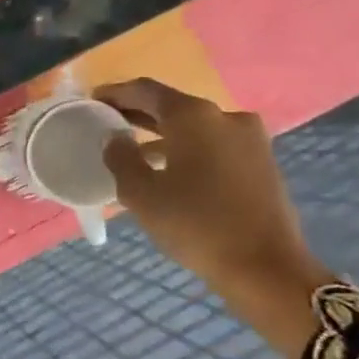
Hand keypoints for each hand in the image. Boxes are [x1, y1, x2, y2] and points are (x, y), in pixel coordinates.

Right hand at [93, 79, 331, 358]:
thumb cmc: (195, 224)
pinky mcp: (261, 162)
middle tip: (108, 122)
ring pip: (195, 127)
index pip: (145, 90)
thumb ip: (120, 157)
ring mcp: (249, 139)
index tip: (92, 100)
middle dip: (138, 113)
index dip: (116, 93)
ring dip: (162, 133)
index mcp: (193, 116)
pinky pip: (213, 144)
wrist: (266, 268)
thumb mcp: (140, 192)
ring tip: (132, 150)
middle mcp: (224, 116)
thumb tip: (116, 138)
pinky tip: (167, 169)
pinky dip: (186, 148)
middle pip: (172, 106)